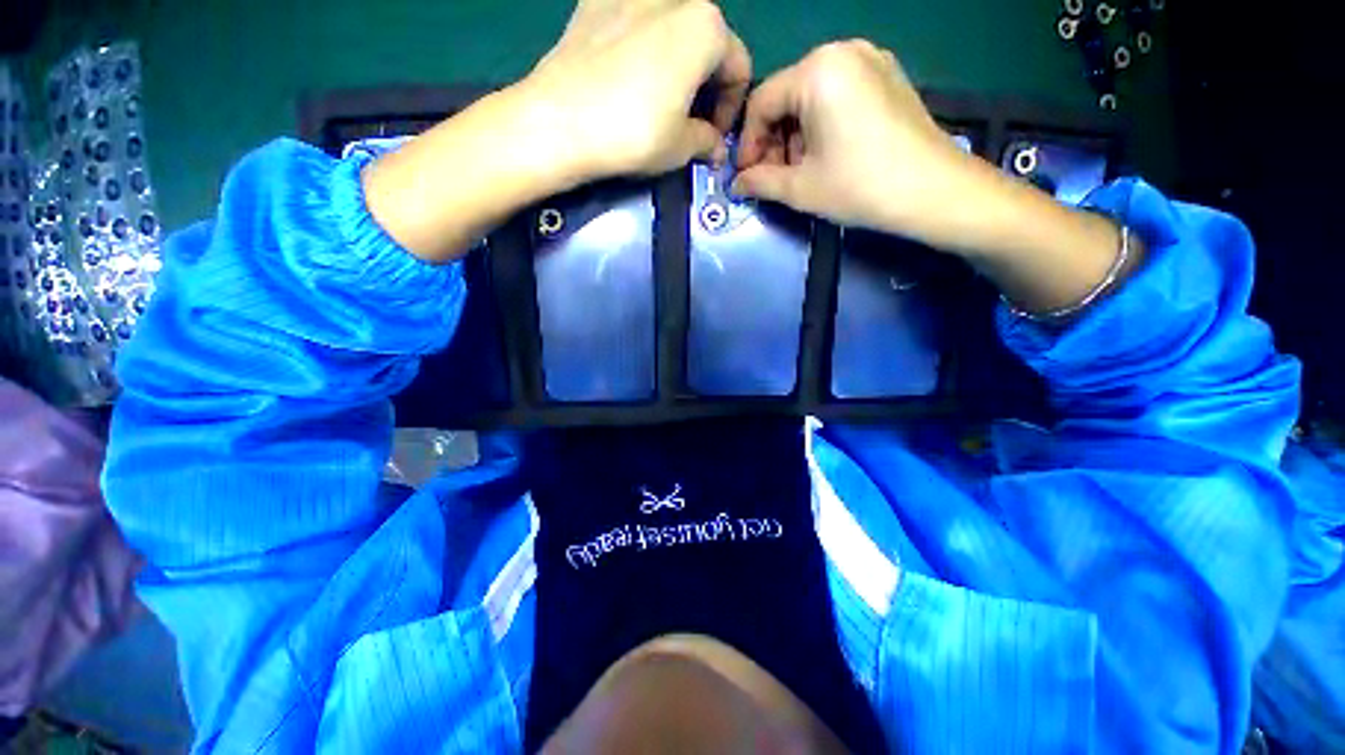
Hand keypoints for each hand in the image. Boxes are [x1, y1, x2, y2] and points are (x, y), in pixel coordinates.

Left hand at [364, 0, 749, 262]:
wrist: (541, 127)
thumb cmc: (616, 136)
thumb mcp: (676, 146)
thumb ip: (703, 135)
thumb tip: (708, 136)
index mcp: (695, 22)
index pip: (737, 61)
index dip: (731, 103)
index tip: (713, 138)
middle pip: (707, 44)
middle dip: (705, 88)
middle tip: (686, 131)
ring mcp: (622, 0)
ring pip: (671, 38)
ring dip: (673, 78)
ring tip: (654, 117)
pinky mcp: (589, 13)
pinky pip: (635, 36)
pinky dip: (641, 64)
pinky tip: (622, 96)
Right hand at [733, 40, 975, 243]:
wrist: (934, 191)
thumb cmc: (859, 186)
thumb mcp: (799, 188)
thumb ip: (759, 182)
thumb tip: (736, 184)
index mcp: (817, 70)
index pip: (761, 102)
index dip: (748, 144)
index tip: (745, 177)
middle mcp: (843, 51)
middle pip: (787, 96)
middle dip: (773, 141)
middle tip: (772, 178)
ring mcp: (871, 60)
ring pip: (811, 97)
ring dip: (796, 136)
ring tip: (799, 172)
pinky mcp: (888, 77)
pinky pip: (838, 95)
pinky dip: (821, 125)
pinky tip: (825, 156)